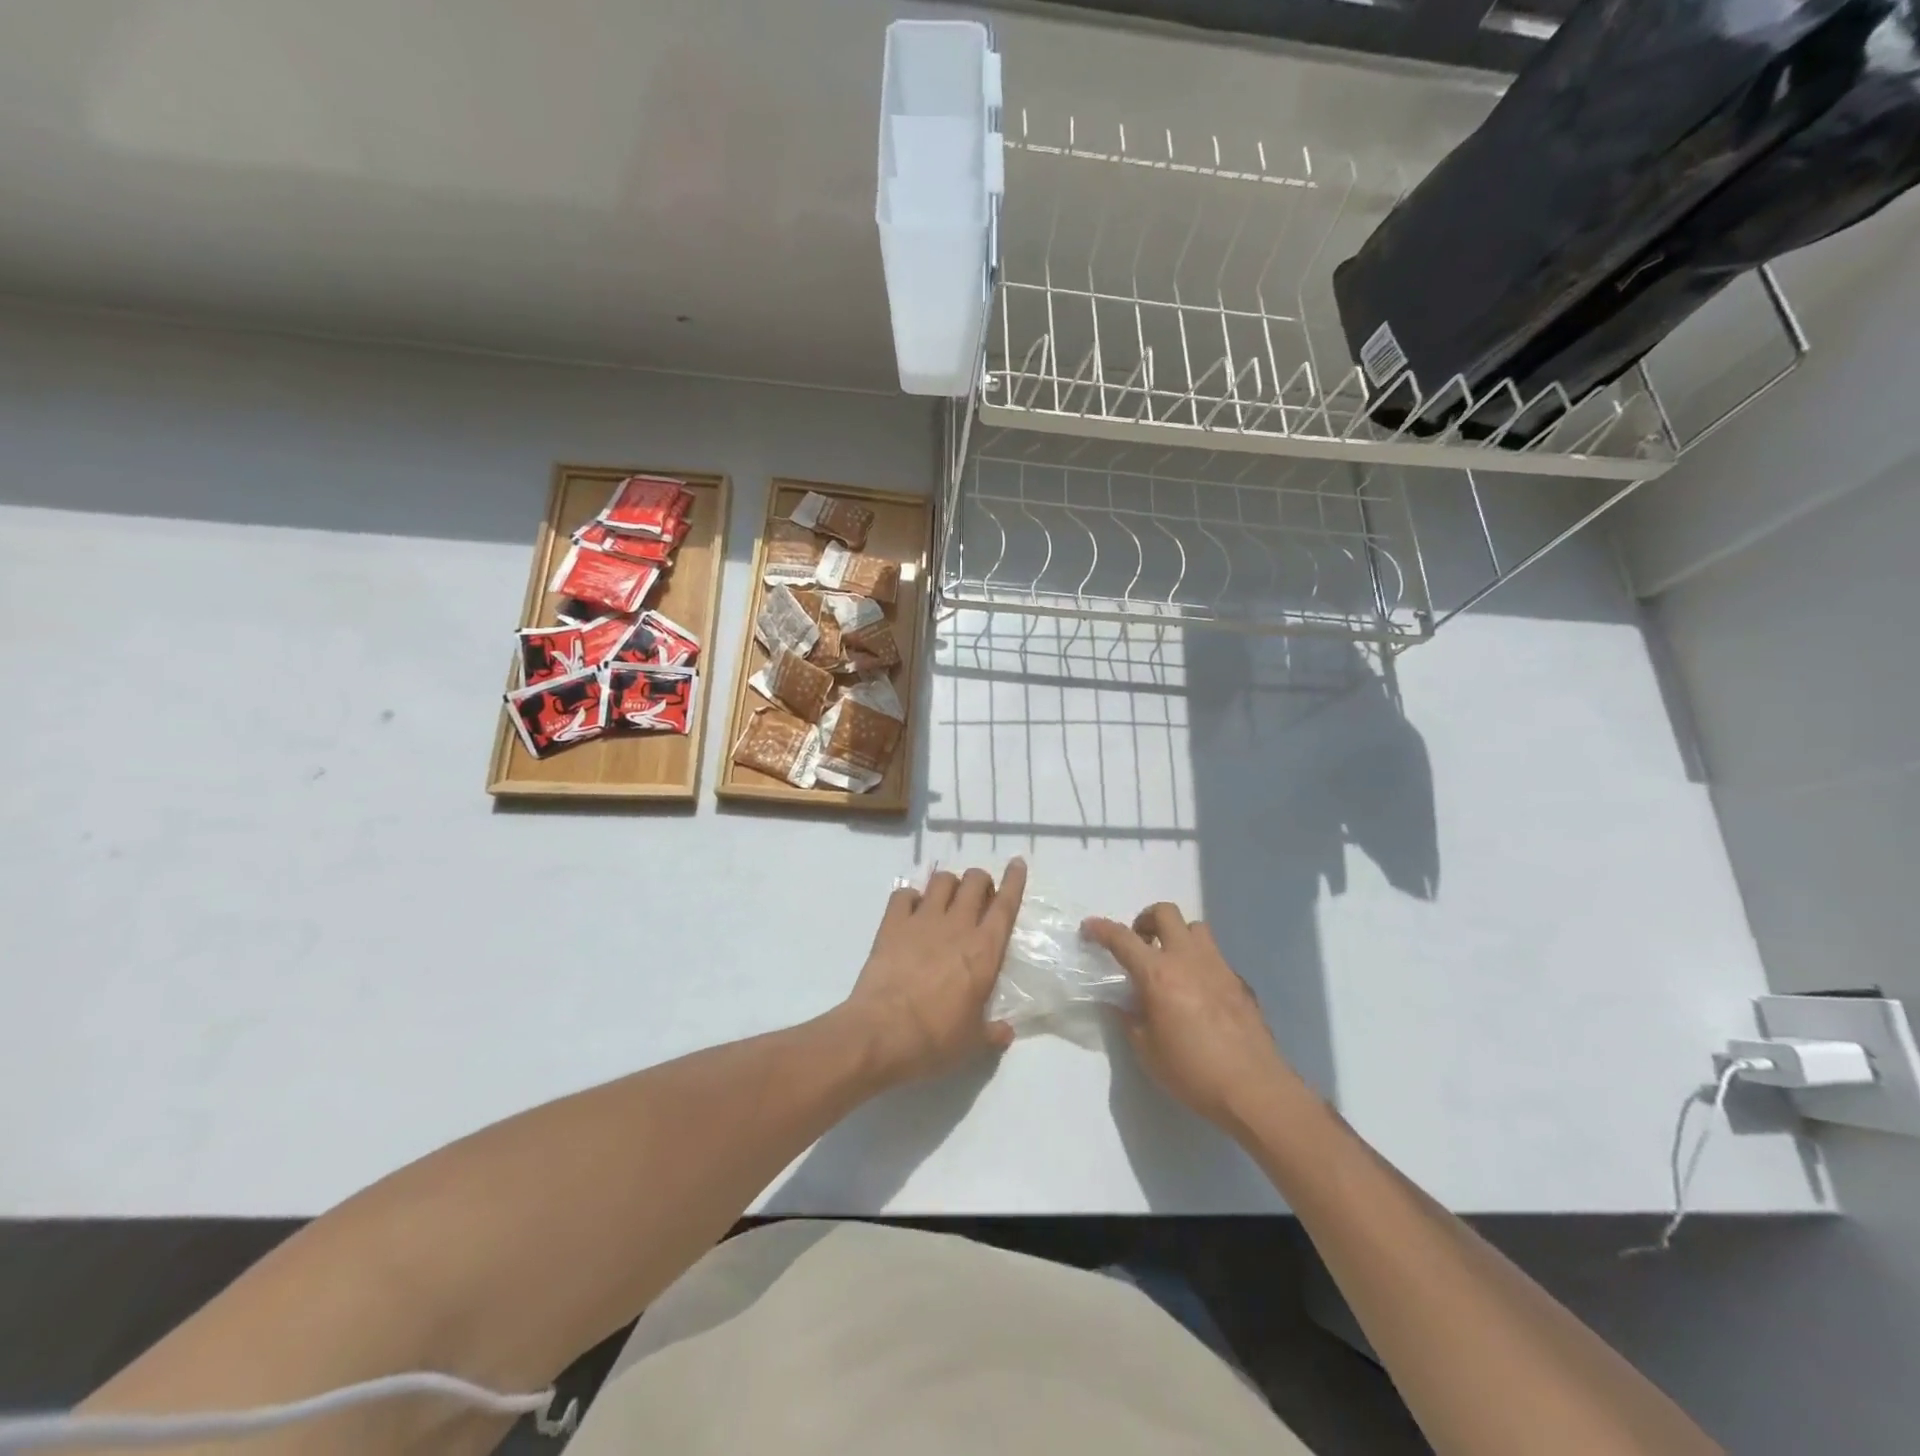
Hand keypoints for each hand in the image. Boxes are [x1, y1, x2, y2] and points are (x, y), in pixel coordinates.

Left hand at [840, 858, 1026, 1085]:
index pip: (1005, 906)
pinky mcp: (891, 924)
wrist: (881, 1033)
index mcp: (984, 951)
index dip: (1014, 881)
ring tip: (946, 899)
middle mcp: (957, 926)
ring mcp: (922, 921)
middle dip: (980, 880)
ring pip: (941, 880)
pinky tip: (910, 910)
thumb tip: (1006, 1031)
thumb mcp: (972, 1044)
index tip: (1017, 863)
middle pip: (974, 881)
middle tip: (978, 895)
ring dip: (949, 884)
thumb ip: (993, 1033)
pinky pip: (903, 894)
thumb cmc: (934, 1039)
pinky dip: (910, 897)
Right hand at [1083, 903, 1296, 1133]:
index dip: (1101, 929)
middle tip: (1139, 944)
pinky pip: (1214, 956)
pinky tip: (1197, 993)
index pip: (1123, 939)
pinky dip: (1199, 962)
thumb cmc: (1193, 1071)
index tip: (1089, 928)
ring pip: (1195, 928)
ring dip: (1176, 935)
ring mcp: (1218, 966)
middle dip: (1145, 920)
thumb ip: (1131, 1019)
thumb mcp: (1147, 1050)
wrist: (1254, 1089)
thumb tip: (1124, 1004)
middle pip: (1165, 913)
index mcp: (1158, 974)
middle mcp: (1188, 959)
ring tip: (1169, 963)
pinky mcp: (1239, 981)